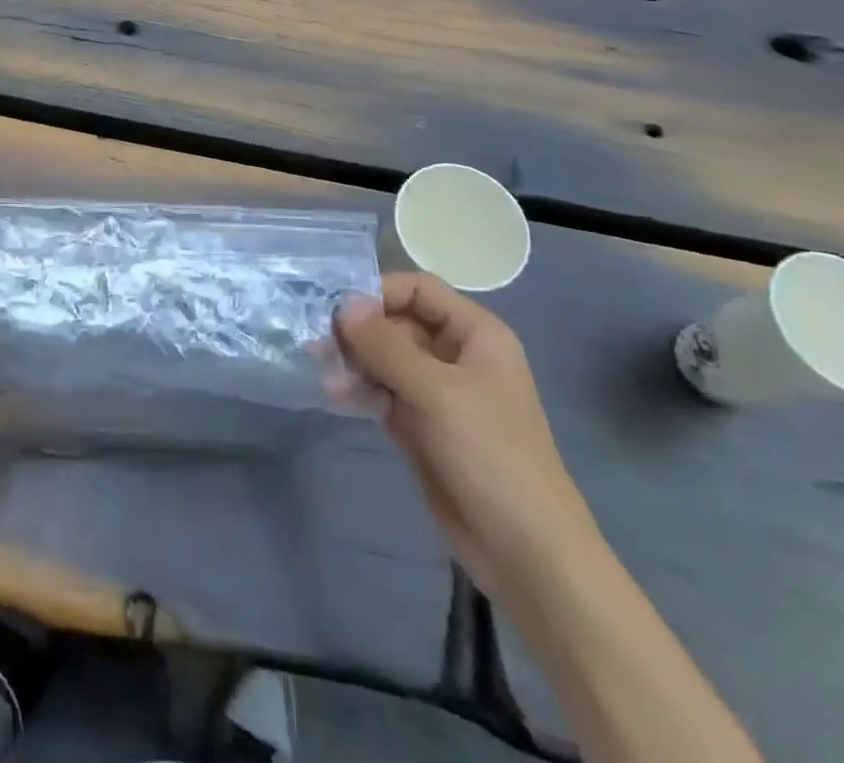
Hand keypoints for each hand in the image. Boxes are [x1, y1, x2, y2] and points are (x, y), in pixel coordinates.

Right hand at [334, 273, 594, 601]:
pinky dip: (358, 388)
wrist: (525, 553)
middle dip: (357, 329)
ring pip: (384, 357)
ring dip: (352, 360)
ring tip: (320, 370)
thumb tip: (342, 305)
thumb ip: (387, 345)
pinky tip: (333, 395)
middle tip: (318, 343)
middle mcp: (454, 355)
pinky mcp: (419, 425)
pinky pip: (381, 391)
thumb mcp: (438, 392)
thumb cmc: (491, 456)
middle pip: (396, 321)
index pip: (418, 289)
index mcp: (475, 335)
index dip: (379, 292)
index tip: (339, 312)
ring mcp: (436, 392)